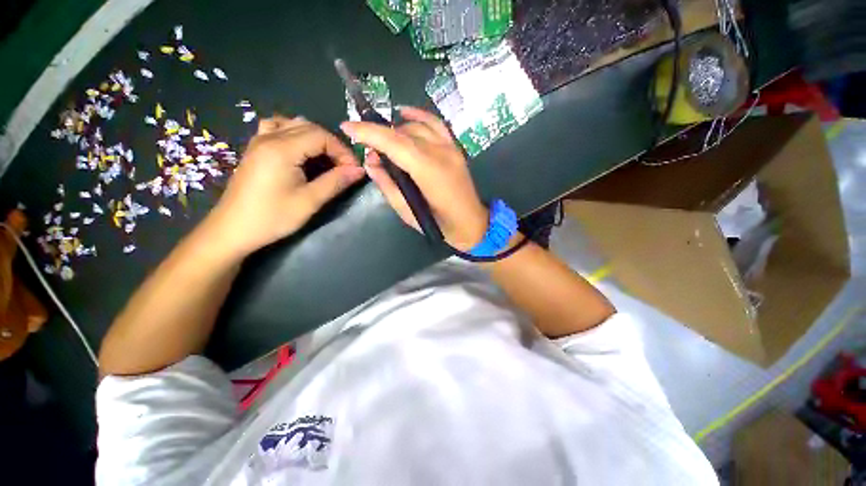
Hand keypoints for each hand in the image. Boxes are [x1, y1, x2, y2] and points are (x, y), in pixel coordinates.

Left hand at [205, 116, 364, 257]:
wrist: (232, 230)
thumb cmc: (272, 217)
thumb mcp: (310, 201)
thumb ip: (336, 182)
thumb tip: (359, 170)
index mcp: (282, 149)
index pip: (321, 136)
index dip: (342, 151)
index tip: (353, 170)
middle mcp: (269, 137)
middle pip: (309, 127)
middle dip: (332, 145)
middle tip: (343, 168)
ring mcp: (259, 141)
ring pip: (293, 124)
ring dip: (315, 138)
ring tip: (324, 158)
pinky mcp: (255, 149)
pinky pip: (277, 128)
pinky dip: (295, 134)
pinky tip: (300, 150)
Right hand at [341, 107, 487, 251]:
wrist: (471, 224)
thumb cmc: (439, 224)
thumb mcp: (407, 211)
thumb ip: (387, 185)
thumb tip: (371, 161)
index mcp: (429, 171)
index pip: (394, 143)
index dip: (369, 132)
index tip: (347, 127)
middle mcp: (441, 153)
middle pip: (403, 133)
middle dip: (378, 132)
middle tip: (363, 140)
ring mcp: (451, 148)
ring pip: (417, 126)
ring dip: (395, 129)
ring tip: (382, 140)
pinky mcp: (456, 148)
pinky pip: (436, 124)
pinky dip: (418, 116)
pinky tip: (403, 113)